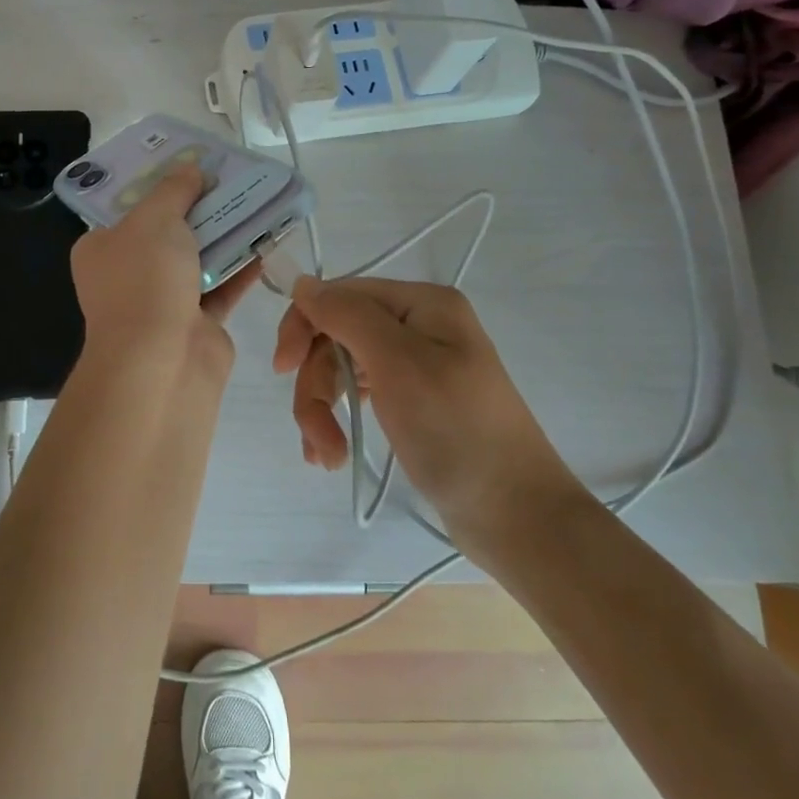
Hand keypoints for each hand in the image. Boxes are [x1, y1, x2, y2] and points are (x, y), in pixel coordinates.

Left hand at [69, 163, 258, 380]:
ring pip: (198, 258)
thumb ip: (174, 190)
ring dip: (225, 234)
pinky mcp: (197, 323)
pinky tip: (266, 240)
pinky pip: (222, 286)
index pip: (127, 209)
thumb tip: (190, 168)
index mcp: (102, 248)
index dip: (157, 185)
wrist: (163, 361)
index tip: (187, 164)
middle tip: (229, 178)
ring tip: (256, 201)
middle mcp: (129, 274)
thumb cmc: (145, 279)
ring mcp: (163, 301)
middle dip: (198, 207)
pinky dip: (241, 266)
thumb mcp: (155, 219)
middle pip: (167, 231)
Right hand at [273, 277, 580, 550]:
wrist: (516, 516)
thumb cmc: (457, 431)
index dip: (305, 325)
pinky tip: (331, 455)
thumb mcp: (398, 364)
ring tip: (327, 456)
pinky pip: (359, 397)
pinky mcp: (411, 403)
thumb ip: (347, 315)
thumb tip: (303, 282)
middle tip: (316, 435)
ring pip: (343, 370)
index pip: (341, 295)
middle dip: (317, 384)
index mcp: (422, 304)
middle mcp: (418, 327)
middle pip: (338, 337)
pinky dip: (339, 422)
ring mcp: (415, 366)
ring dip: (324, 411)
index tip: (282, 368)